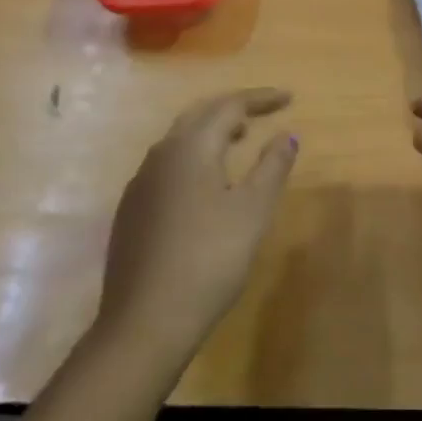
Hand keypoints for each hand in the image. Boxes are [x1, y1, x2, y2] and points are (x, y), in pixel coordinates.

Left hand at [97, 88, 297, 366]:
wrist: (144, 323)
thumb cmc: (209, 260)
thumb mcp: (253, 212)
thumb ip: (272, 166)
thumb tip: (287, 134)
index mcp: (190, 147)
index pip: (230, 106)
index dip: (261, 99)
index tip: (289, 98)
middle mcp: (161, 154)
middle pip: (200, 114)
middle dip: (233, 108)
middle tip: (263, 112)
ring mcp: (141, 183)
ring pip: (180, 139)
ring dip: (212, 131)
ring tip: (239, 140)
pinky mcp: (132, 210)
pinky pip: (168, 164)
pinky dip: (194, 156)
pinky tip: (207, 182)